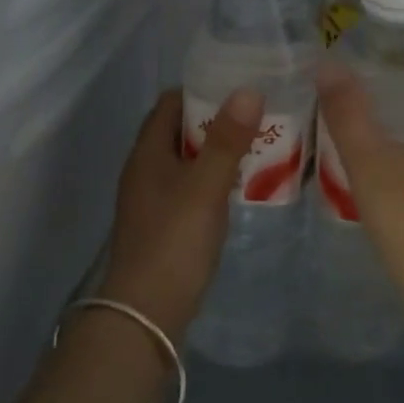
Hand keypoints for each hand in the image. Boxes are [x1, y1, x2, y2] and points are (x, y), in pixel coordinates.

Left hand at [98, 87, 262, 339]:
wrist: (146, 314)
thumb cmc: (174, 241)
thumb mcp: (205, 187)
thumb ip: (227, 140)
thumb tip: (247, 90)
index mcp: (147, 153)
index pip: (170, 103)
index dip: (202, 90)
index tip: (240, 88)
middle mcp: (145, 170)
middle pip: (180, 131)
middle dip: (217, 122)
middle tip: (258, 117)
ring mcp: (153, 199)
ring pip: (188, 160)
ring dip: (218, 152)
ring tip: (258, 147)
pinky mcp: (164, 224)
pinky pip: (191, 187)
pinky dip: (214, 179)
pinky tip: (240, 187)